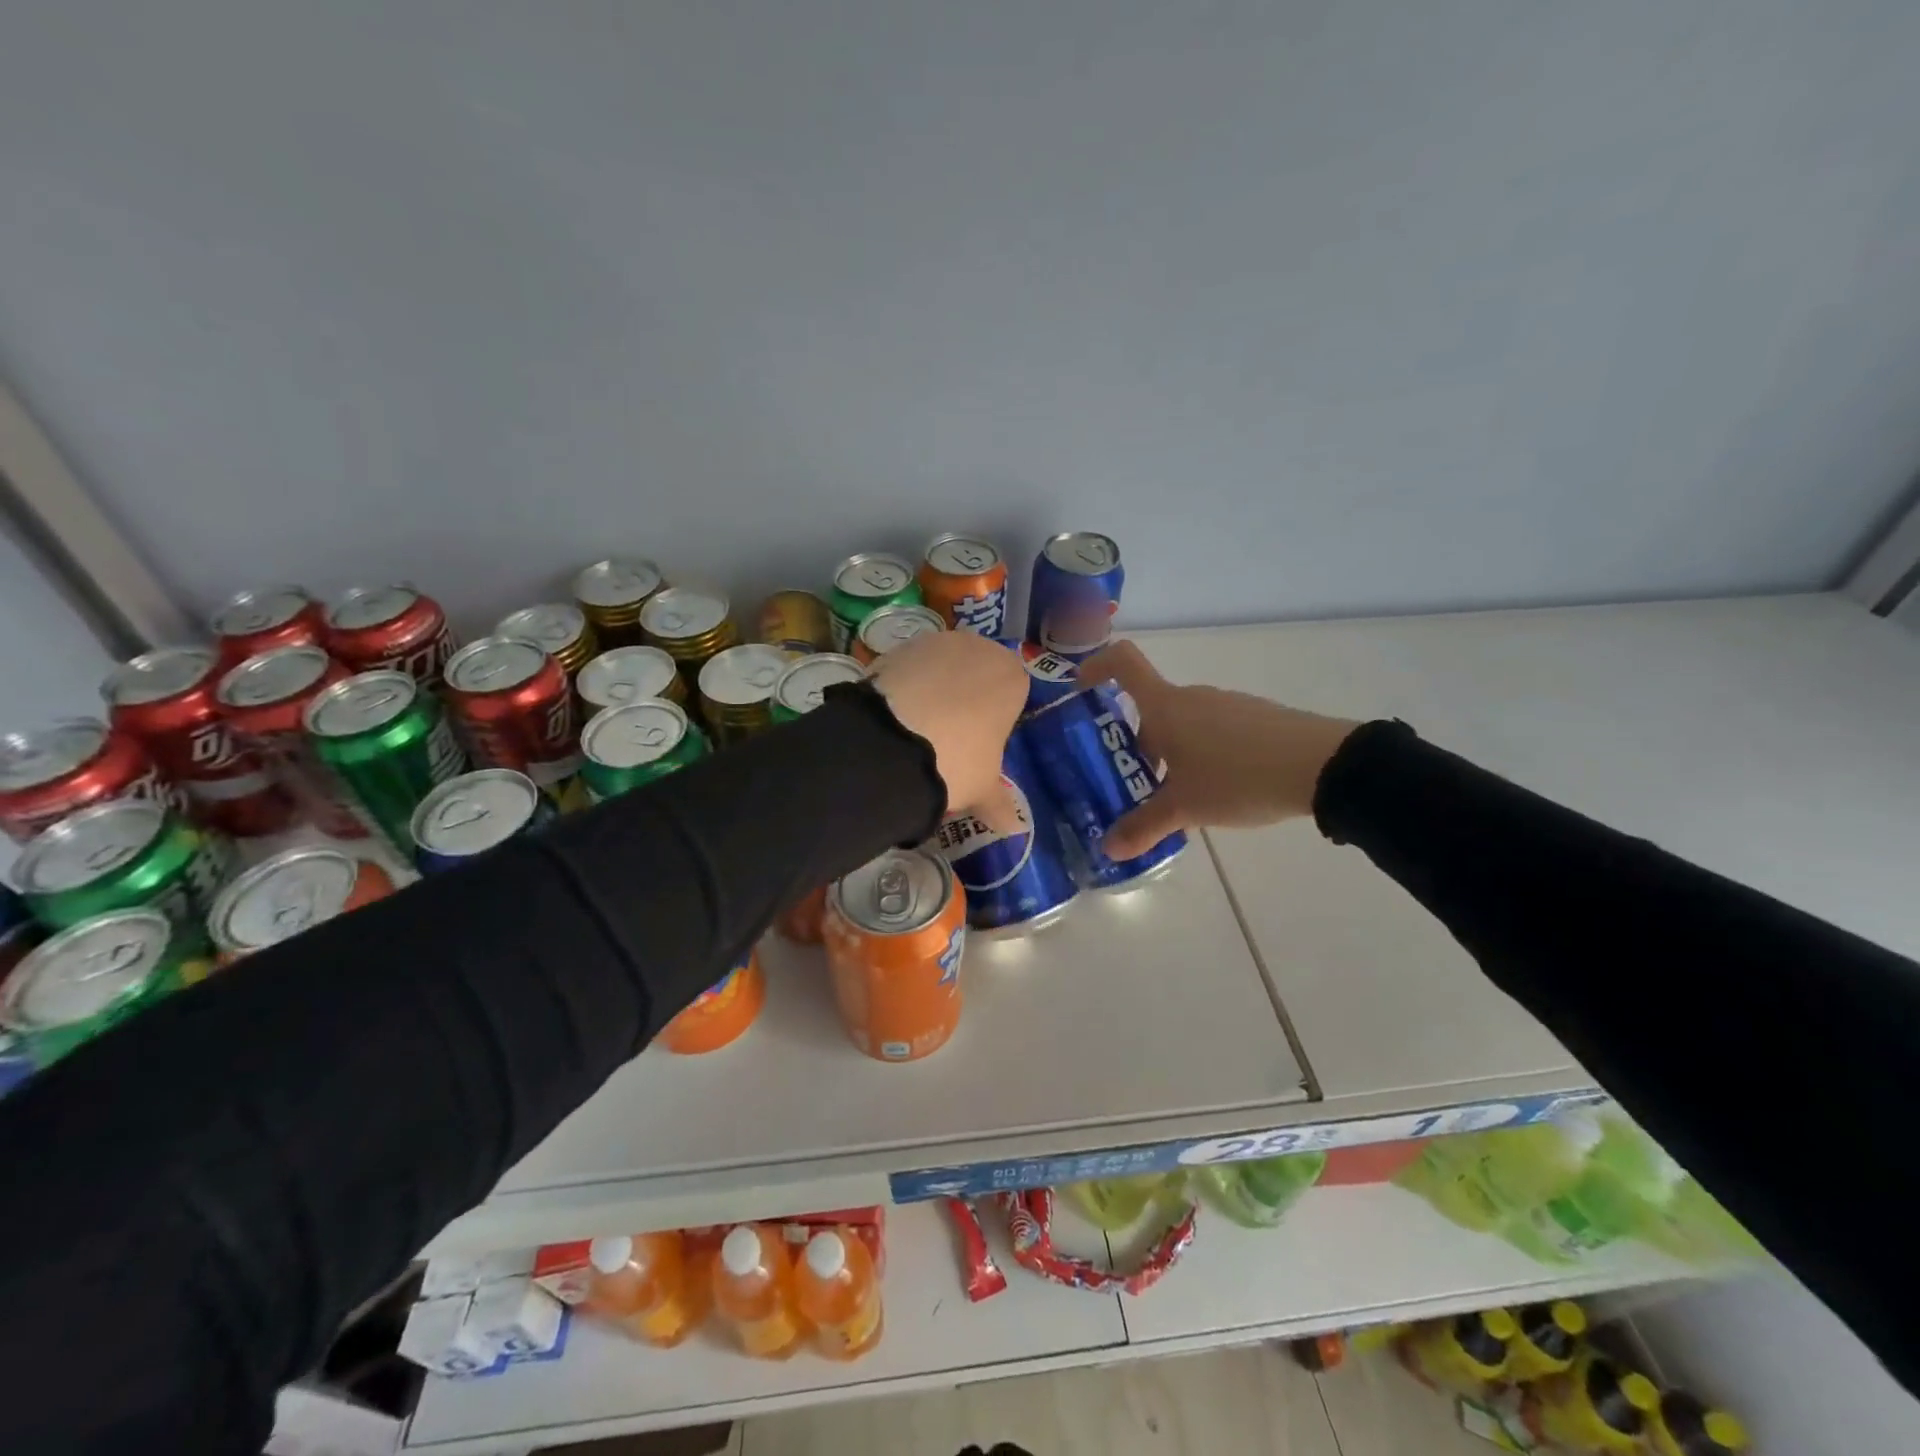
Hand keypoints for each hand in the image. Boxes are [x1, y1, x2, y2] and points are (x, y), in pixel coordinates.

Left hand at [868, 631, 1025, 831]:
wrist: (892, 743)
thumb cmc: (958, 761)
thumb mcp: (982, 788)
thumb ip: (999, 803)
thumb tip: (1014, 828)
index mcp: (1011, 676)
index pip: (1012, 691)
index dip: (996, 717)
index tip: (980, 742)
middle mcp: (978, 648)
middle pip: (976, 672)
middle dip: (965, 697)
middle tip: (947, 736)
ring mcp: (935, 642)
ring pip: (940, 666)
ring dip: (932, 688)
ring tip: (914, 728)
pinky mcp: (896, 647)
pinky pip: (907, 667)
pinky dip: (903, 686)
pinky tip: (892, 716)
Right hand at [1078, 639, 1360, 858]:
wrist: (1322, 766)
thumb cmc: (1237, 777)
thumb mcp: (1185, 809)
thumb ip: (1143, 827)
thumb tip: (1108, 849)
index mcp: (1165, 707)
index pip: (1122, 662)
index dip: (1096, 666)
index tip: (1080, 690)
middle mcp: (1193, 696)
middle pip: (1150, 707)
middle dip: (1135, 742)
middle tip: (1130, 782)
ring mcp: (1227, 704)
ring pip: (1183, 722)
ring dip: (1170, 751)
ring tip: (1176, 796)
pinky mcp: (1255, 717)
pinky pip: (1213, 729)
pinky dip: (1201, 753)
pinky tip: (1218, 789)